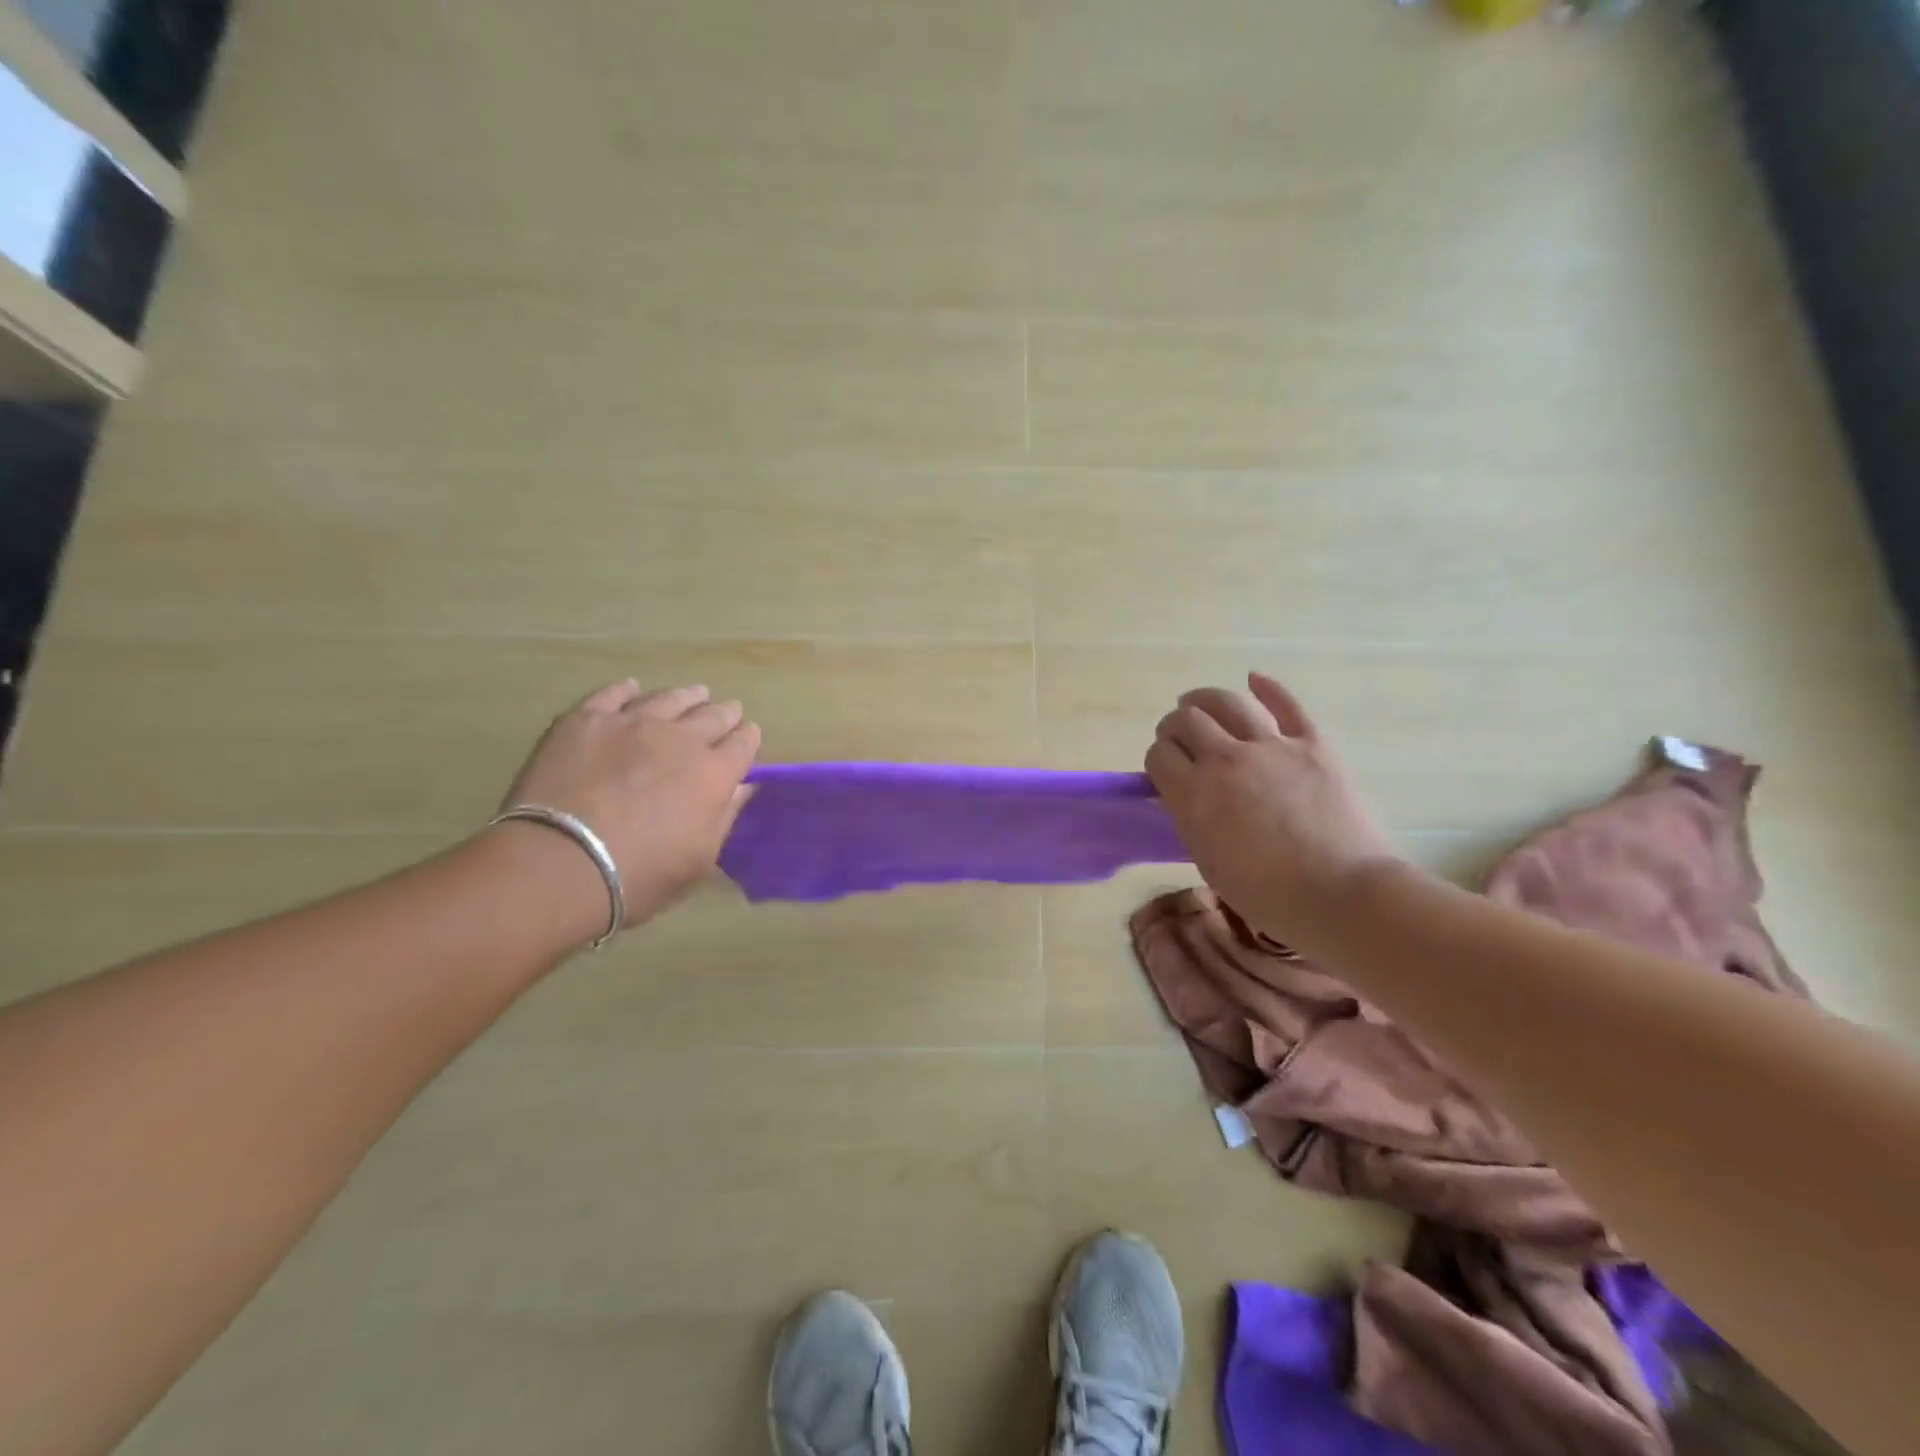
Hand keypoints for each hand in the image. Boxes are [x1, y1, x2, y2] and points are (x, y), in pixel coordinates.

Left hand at [499, 681, 760, 927]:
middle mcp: (681, 738)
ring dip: (688, 696)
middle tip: (729, 711)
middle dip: (725, 714)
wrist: (560, 863)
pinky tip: (633, 688)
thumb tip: (743, 786)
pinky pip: (613, 694)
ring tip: (695, 693)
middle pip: (713, 716)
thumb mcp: (699, 860)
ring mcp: (632, 723)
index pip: (744, 744)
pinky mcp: (587, 720)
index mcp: (714, 773)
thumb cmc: (639, 875)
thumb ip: (725, 816)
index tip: (748, 737)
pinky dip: (628, 690)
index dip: (748, 739)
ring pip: (670, 699)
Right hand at [1145, 672, 1399, 942]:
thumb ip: (1191, 820)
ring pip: (1226, 702)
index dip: (1158, 758)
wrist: (1342, 894)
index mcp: (1193, 795)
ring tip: (1198, 702)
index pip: (1159, 756)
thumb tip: (1186, 797)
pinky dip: (1268, 687)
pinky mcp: (1313, 743)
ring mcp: (1271, 746)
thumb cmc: (1269, 895)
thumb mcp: (1209, 862)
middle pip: (1185, 721)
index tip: (1164, 769)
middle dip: (1174, 726)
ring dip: (1205, 699)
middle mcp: (1225, 759)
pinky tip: (1254, 679)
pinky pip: (1287, 704)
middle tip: (1179, 736)